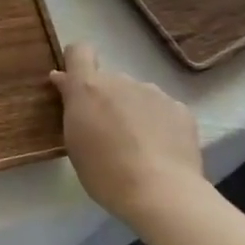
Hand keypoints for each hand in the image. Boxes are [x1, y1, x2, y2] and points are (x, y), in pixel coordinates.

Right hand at [50, 43, 203, 227]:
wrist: (161, 193)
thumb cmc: (104, 172)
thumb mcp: (74, 141)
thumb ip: (71, 106)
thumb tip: (64, 80)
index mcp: (89, 87)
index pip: (80, 51)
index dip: (76, 63)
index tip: (74, 84)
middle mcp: (121, 80)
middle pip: (109, 81)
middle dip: (106, 99)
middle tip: (107, 133)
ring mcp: (154, 92)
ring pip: (137, 95)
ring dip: (132, 111)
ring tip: (138, 146)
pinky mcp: (180, 109)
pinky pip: (162, 109)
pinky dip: (158, 123)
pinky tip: (160, 150)